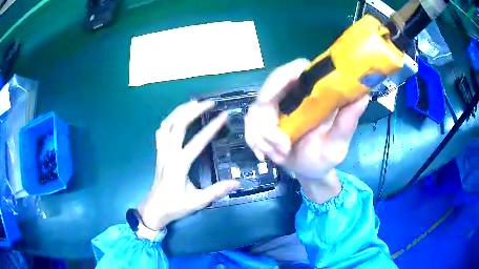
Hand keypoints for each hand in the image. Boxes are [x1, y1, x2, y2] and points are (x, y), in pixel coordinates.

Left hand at [139, 101, 240, 230]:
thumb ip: (216, 192)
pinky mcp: (159, 152)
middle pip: (177, 125)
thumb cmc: (175, 206)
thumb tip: (237, 183)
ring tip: (194, 103)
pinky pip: (161, 131)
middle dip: (193, 110)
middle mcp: (168, 154)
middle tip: (209, 102)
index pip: (197, 142)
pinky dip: (170, 119)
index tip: (223, 115)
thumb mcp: (197, 202)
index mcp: (179, 166)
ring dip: (179, 111)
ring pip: (166, 124)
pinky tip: (178, 116)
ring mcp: (161, 152)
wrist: (154, 209)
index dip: (211, 128)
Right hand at [245, 59, 368, 202]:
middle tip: (282, 147)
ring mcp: (274, 108)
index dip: (283, 76)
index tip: (277, 97)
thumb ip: (347, 123)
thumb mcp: (338, 144)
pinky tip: (266, 156)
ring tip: (280, 156)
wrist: (308, 171)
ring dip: (263, 139)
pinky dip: (255, 143)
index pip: (294, 69)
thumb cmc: (325, 157)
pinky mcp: (262, 121)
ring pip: (254, 114)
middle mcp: (290, 95)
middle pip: (266, 92)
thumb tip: (363, 96)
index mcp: (311, 93)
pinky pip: (248, 127)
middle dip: (269, 125)